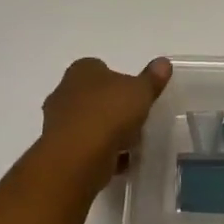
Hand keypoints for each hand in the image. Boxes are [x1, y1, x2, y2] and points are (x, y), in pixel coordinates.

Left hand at [40, 57, 172, 185]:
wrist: (78, 156)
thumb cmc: (109, 113)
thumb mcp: (140, 91)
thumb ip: (152, 78)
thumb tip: (164, 62)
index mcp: (82, 71)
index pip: (99, 67)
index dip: (118, 79)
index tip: (135, 94)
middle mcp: (64, 91)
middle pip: (92, 96)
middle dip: (111, 106)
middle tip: (135, 118)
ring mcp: (59, 122)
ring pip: (88, 122)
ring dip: (106, 131)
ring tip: (131, 143)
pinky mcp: (61, 149)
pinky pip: (86, 147)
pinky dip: (101, 152)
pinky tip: (120, 161)